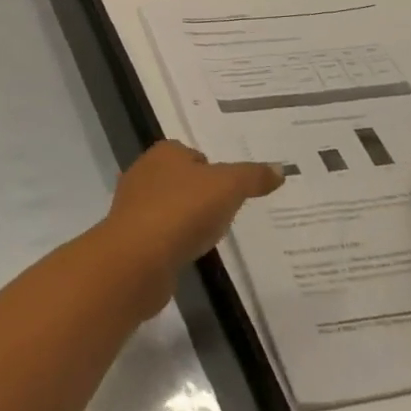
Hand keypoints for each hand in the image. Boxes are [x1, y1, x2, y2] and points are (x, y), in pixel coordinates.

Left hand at [99, 140, 282, 318]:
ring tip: (211, 235)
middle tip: (227, 212)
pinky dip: (174, 240)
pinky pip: (160, 233)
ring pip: (168, 206)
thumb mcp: (228, 187)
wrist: (138, 258)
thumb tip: (280, 169)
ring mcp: (133, 206)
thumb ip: (252, 176)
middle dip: (200, 193)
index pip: (193, 153)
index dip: (214, 170)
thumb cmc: (183, 211)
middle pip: (180, 179)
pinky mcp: (131, 237)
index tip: (233, 190)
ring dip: (186, 218)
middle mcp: (144, 172)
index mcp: (164, 152)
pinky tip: (189, 253)